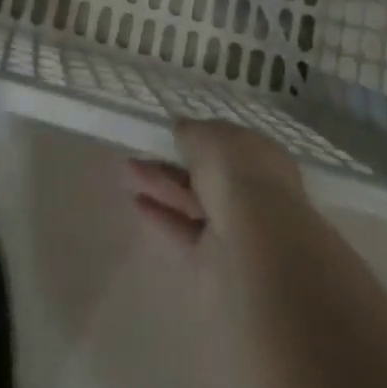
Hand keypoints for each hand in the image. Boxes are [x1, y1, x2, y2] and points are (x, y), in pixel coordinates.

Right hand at [126, 120, 307, 255]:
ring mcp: (233, 226)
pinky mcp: (214, 258)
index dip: (197, 136)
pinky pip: (183, 229)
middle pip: (205, 172)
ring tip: (127, 169)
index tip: (169, 131)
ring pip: (191, 200)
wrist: (256, 247)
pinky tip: (135, 202)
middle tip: (140, 149)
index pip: (225, 142)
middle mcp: (250, 190)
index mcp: (259, 155)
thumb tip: (179, 130)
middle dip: (173, 161)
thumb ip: (190, 131)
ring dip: (161, 184)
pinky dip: (161, 216)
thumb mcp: (208, 135)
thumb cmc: (237, 174)